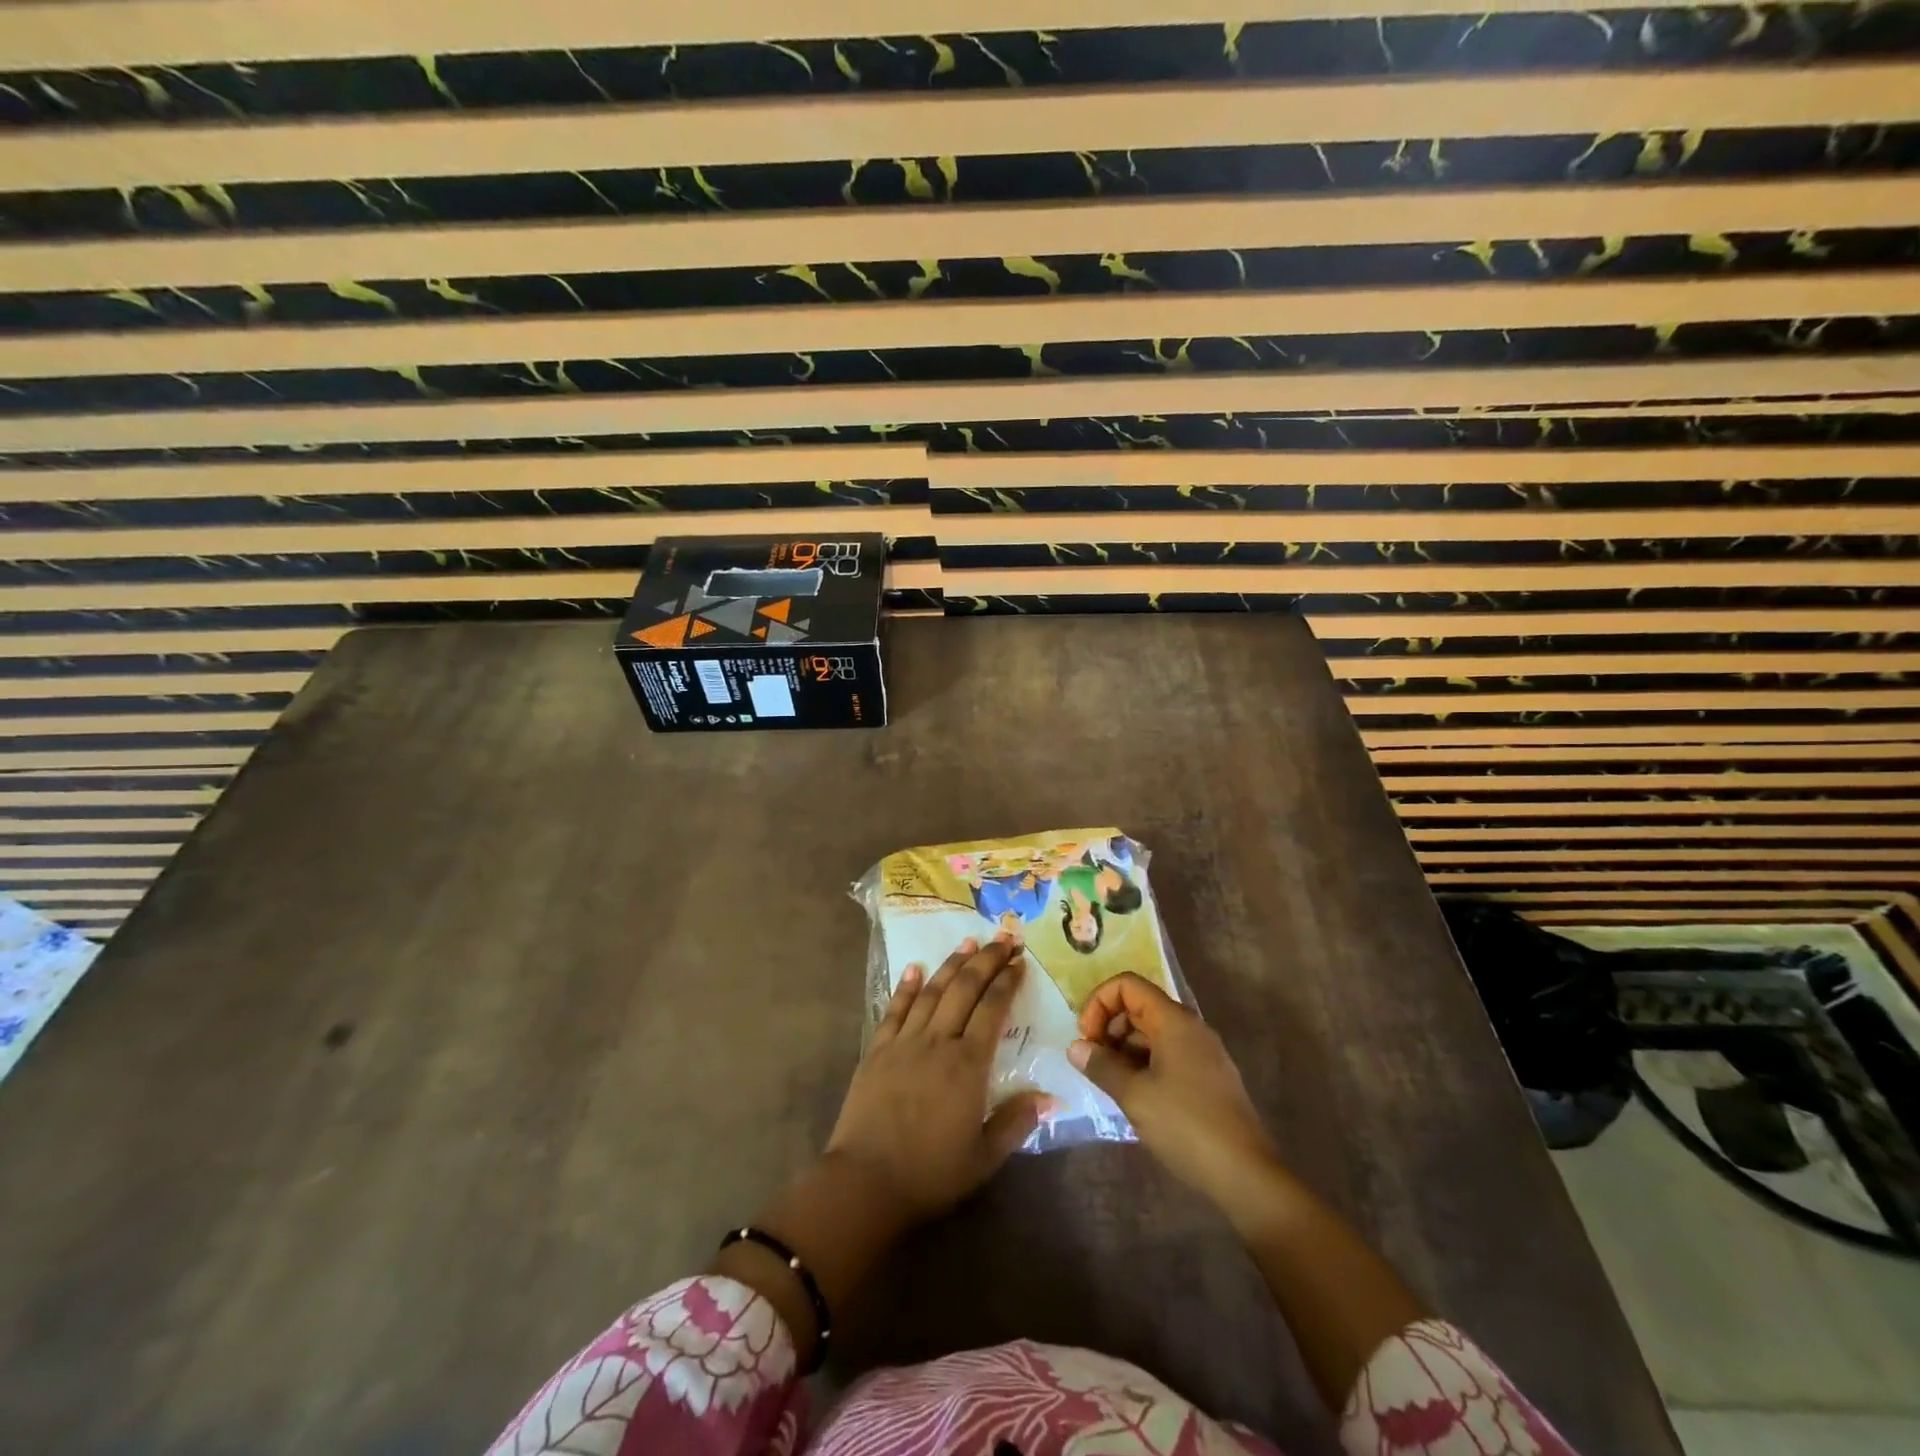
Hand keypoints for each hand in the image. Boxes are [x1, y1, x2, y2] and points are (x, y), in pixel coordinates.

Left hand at [827, 934, 1052, 1223]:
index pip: (993, 1010)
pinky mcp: (877, 1050)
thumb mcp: (984, 1157)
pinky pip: (894, 1009)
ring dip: (951, 964)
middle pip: (964, 989)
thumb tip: (1051, 1097)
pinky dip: (906, 987)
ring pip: (932, 992)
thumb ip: (1017, 1122)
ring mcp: (904, 1042)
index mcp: (968, 1065)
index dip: (1007, 982)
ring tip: (968, 942)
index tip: (1019, 962)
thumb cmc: (931, 1173)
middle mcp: (938, 1042)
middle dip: (986, 960)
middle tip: (1003, 938)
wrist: (866, 1182)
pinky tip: (914, 968)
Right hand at [1069, 972, 1277, 1204]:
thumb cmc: (1186, 1125)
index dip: (1100, 1002)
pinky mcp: (1206, 1077)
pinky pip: (1166, 1055)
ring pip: (1151, 1033)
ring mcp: (1201, 1053)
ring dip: (1123, 1049)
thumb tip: (1075, 1047)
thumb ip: (1101, 1066)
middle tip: (1092, 1062)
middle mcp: (1190, 1028)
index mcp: (1174, 1021)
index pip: (1128, 985)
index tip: (1087, 1038)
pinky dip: (1142, 1064)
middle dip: (1109, 1027)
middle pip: (1139, 1006)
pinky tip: (1132, 1095)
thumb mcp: (1135, 1095)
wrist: (1246, 1175)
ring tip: (1108, 1082)